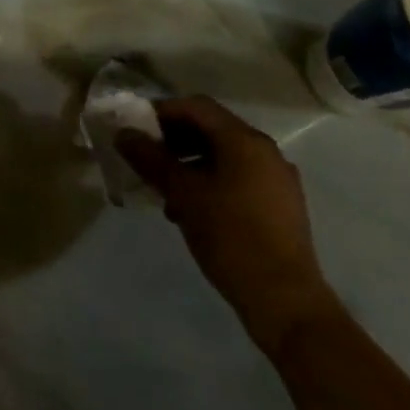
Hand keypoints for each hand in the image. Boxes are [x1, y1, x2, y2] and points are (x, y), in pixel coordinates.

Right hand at [118, 96, 337, 351]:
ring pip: (224, 156)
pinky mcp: (281, 206)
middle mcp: (266, 152)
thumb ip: (151, 159)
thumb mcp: (183, 194)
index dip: (162, 111)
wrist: (286, 302)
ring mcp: (277, 180)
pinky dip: (211, 182)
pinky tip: (192, 210)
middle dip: (175, 139)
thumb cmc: (231, 237)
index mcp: (245, 141)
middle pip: (211, 129)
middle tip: (146, 157)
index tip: (136, 128)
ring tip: (165, 190)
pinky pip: (239, 178)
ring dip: (190, 163)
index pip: (197, 107)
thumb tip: (123, 133)